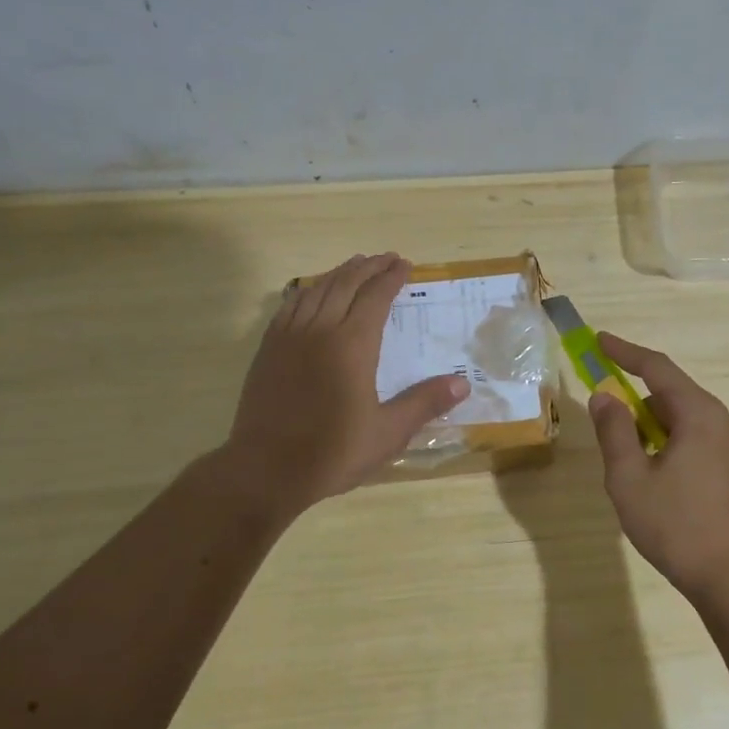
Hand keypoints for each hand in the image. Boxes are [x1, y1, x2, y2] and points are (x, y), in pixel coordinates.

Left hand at [224, 254, 466, 516]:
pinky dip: (308, 290)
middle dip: (368, 267)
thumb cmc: (332, 452)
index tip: (405, 266)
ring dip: (339, 273)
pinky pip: (290, 305)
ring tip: (355, 266)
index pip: (375, 297)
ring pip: (316, 289)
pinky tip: (313, 292)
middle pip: (346, 284)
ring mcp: (289, 337)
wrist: (266, 470)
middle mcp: (320, 330)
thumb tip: (462, 383)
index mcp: (352, 345)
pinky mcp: (269, 349)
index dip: (391, 278)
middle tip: (387, 258)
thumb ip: (424, 403)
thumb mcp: (388, 433)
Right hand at [587, 333, 728, 604]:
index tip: (599, 341)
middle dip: (636, 401)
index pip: (657, 368)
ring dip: (652, 428)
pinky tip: (656, 479)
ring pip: (684, 421)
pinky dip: (670, 445)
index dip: (625, 352)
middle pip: (672, 395)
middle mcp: (723, 422)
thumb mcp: (629, 478)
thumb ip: (614, 431)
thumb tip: (605, 396)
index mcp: (699, 415)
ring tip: (629, 463)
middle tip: (606, 421)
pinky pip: (697, 441)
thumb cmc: (676, 526)